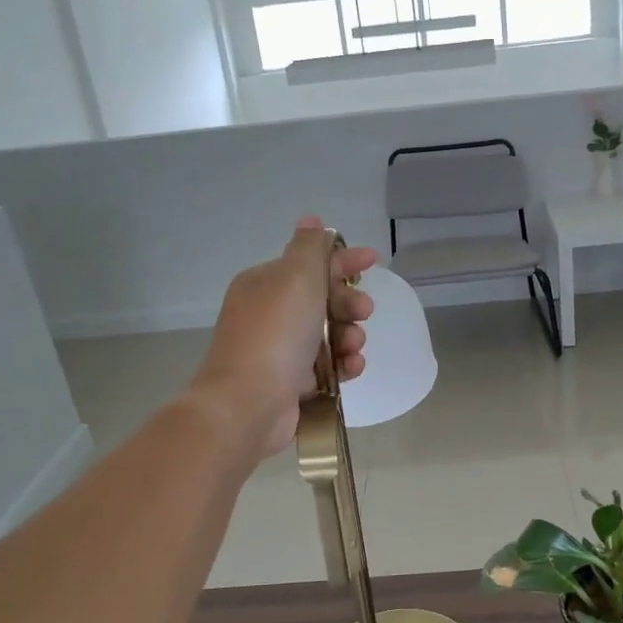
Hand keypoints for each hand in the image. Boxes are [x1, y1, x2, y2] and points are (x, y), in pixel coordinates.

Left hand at [191, 217, 376, 456]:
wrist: (249, 402)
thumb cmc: (276, 332)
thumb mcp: (297, 276)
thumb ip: (310, 247)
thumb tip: (311, 220)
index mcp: (266, 284)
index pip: (310, 263)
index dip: (344, 259)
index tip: (373, 260)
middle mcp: (270, 314)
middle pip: (323, 300)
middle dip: (349, 304)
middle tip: (364, 312)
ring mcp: (279, 351)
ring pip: (329, 336)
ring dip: (350, 336)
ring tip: (353, 347)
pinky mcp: (291, 384)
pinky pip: (327, 367)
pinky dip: (343, 365)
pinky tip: (352, 368)